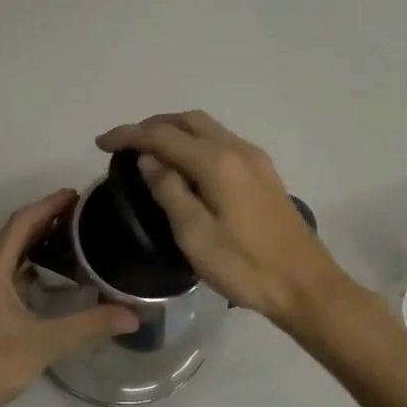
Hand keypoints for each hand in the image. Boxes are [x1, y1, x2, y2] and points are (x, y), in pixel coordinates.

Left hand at [0, 189, 137, 406]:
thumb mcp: (46, 342)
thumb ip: (90, 325)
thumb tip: (133, 315)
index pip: (21, 222)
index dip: (48, 205)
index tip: (76, 195)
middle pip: (14, 234)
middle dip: (45, 220)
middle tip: (81, 215)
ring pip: (7, 254)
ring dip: (35, 243)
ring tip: (70, 240)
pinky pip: (3, 272)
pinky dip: (26, 266)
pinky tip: (49, 277)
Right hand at [96, 111, 349, 328]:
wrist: (306, 286)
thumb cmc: (246, 266)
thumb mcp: (195, 235)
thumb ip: (169, 190)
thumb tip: (148, 160)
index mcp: (217, 162)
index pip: (163, 135)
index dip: (129, 135)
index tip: (101, 143)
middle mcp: (237, 149)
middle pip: (187, 120)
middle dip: (152, 125)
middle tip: (124, 144)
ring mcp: (255, 160)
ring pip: (206, 128)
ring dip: (174, 131)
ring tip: (148, 152)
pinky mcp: (263, 174)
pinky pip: (220, 142)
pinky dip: (194, 143)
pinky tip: (184, 166)